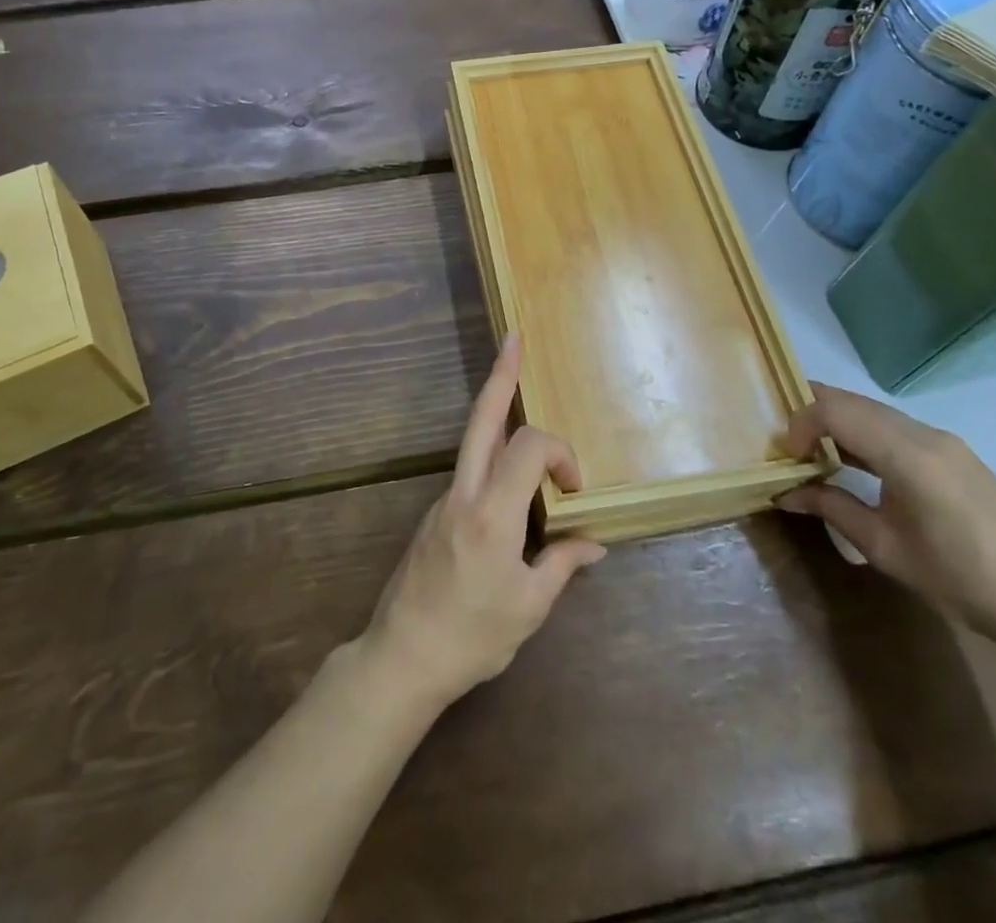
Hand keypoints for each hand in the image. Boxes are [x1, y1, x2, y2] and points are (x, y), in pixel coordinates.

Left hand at [356, 334, 605, 714]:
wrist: (403, 656)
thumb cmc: (472, 637)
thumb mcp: (529, 608)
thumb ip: (561, 565)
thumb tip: (593, 544)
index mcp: (491, 513)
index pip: (529, 448)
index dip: (561, 454)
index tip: (574, 490)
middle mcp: (464, 493)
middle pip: (482, 419)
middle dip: (500, 376)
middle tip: (513, 339)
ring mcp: (444, 500)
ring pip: (473, 440)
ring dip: (496, 411)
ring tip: (513, 384)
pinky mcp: (436, 513)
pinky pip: (470, 470)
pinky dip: (494, 456)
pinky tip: (512, 481)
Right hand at [777, 384, 995, 652]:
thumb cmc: (960, 579)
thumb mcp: (885, 548)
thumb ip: (832, 508)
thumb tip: (785, 493)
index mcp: (907, 454)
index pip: (835, 411)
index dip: (800, 423)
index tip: (787, 456)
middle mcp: (924, 434)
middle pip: (853, 401)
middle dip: (813, 413)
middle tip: (788, 443)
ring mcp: (944, 440)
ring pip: (874, 410)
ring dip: (839, 421)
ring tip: (813, 449)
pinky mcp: (954, 453)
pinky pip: (895, 425)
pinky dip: (864, 431)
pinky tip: (854, 459)